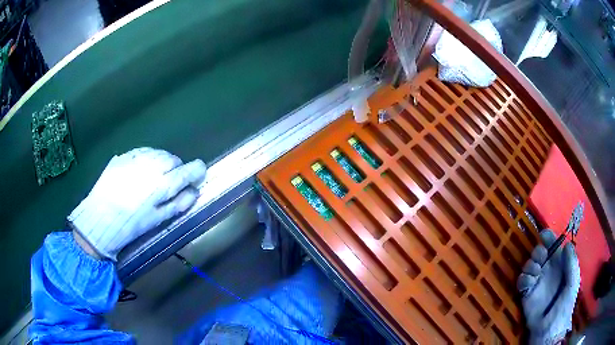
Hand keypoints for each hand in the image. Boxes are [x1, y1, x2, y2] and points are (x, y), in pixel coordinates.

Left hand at [68, 147, 206, 259]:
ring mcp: (136, 158)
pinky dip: (147, 158)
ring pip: (158, 153)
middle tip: (170, 183)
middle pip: (174, 159)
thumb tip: (194, 191)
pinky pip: (142, 152)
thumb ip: (177, 204)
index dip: (197, 171)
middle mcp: (152, 165)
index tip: (197, 176)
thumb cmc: (130, 224)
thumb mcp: (156, 220)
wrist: (98, 217)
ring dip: (162, 162)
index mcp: (162, 185)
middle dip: (176, 169)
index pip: (189, 170)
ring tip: (154, 177)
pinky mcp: (123, 156)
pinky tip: (140, 171)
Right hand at [517, 229, 579, 344]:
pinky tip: (529, 282)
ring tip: (536, 272)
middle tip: (542, 257)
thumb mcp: (573, 283)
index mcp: (560, 264)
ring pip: (529, 264)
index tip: (544, 236)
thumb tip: (566, 244)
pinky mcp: (526, 293)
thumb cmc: (565, 305)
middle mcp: (548, 270)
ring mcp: (536, 281)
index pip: (553, 245)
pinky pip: (521, 280)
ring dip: (531, 263)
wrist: (549, 329)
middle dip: (538, 250)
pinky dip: (524, 278)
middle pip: (539, 251)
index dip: (548, 237)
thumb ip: (572, 263)